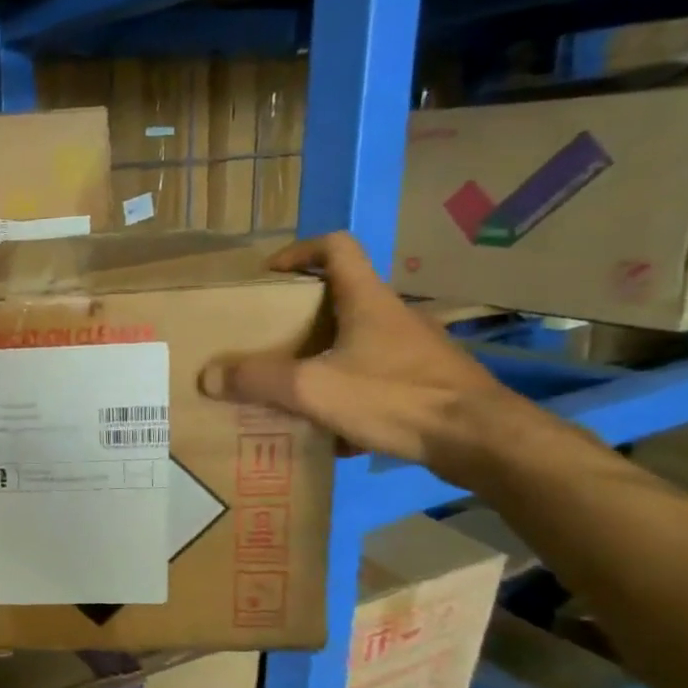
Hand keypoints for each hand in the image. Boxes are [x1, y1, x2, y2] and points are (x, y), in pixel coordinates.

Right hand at [199, 232, 514, 468]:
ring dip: (321, 358)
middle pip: (340, 297)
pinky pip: (373, 377)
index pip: (335, 247)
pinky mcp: (424, 382)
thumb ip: (258, 381)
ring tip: (289, 387)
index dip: (298, 251)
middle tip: (265, 340)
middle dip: (298, 316)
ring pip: (355, 342)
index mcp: (366, 299)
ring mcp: (412, 350)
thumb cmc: (395, 397)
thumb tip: (207, 376)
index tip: (269, 276)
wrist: (481, 440)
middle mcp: (391, 315)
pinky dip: (346, 393)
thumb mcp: (314, 389)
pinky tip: (331, 430)